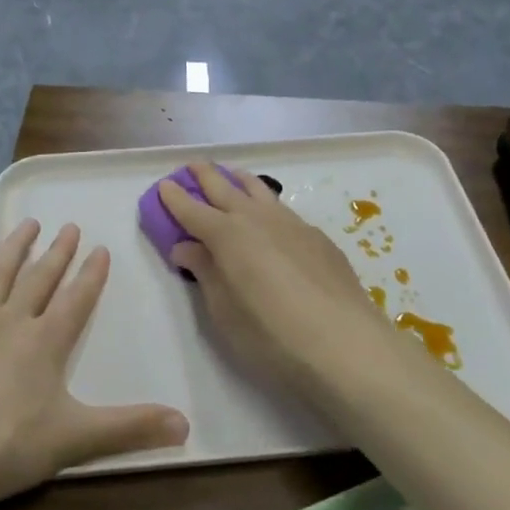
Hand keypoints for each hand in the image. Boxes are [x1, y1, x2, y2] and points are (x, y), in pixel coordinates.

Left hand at [0, 220, 188, 509]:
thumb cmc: (6, 446)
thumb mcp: (74, 440)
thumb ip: (129, 429)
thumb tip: (187, 425)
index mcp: (45, 342)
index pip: (75, 299)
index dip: (91, 274)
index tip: (100, 248)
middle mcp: (12, 322)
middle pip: (40, 277)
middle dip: (58, 252)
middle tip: (69, 225)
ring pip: (2, 273)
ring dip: (17, 246)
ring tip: (28, 223)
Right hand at [161, 164, 409, 405]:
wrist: (345, 344)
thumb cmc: (272, 335)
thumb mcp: (225, 313)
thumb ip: (205, 273)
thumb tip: (186, 247)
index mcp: (227, 236)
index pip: (192, 210)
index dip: (175, 198)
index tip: (164, 185)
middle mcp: (257, 219)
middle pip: (225, 188)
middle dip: (205, 175)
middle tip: (192, 166)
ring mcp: (291, 224)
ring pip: (259, 191)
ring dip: (239, 180)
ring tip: (231, 175)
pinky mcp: (317, 237)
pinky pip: (282, 209)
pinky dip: (266, 203)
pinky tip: (270, 216)